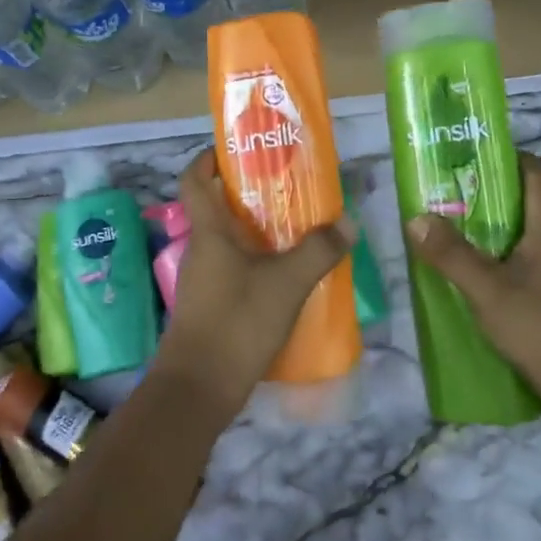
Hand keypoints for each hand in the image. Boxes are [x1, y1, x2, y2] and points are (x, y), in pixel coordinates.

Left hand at [157, 151, 356, 410]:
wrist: (197, 390)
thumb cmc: (236, 323)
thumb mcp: (287, 284)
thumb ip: (318, 251)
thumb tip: (347, 222)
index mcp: (209, 232)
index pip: (193, 180)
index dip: (207, 158)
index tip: (235, 149)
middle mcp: (201, 250)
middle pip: (216, 208)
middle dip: (248, 194)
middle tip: (287, 187)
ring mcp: (203, 280)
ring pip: (228, 241)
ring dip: (256, 230)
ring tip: (297, 228)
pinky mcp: (211, 306)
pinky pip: (234, 269)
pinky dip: (257, 262)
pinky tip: (287, 274)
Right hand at [404, 152, 540, 424]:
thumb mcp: (490, 291)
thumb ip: (452, 255)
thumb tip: (416, 218)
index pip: (529, 168)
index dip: (497, 158)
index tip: (459, 163)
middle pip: (522, 199)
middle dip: (482, 196)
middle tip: (441, 200)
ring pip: (522, 232)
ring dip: (488, 231)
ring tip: (448, 234)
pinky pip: (526, 261)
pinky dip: (499, 259)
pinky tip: (473, 275)